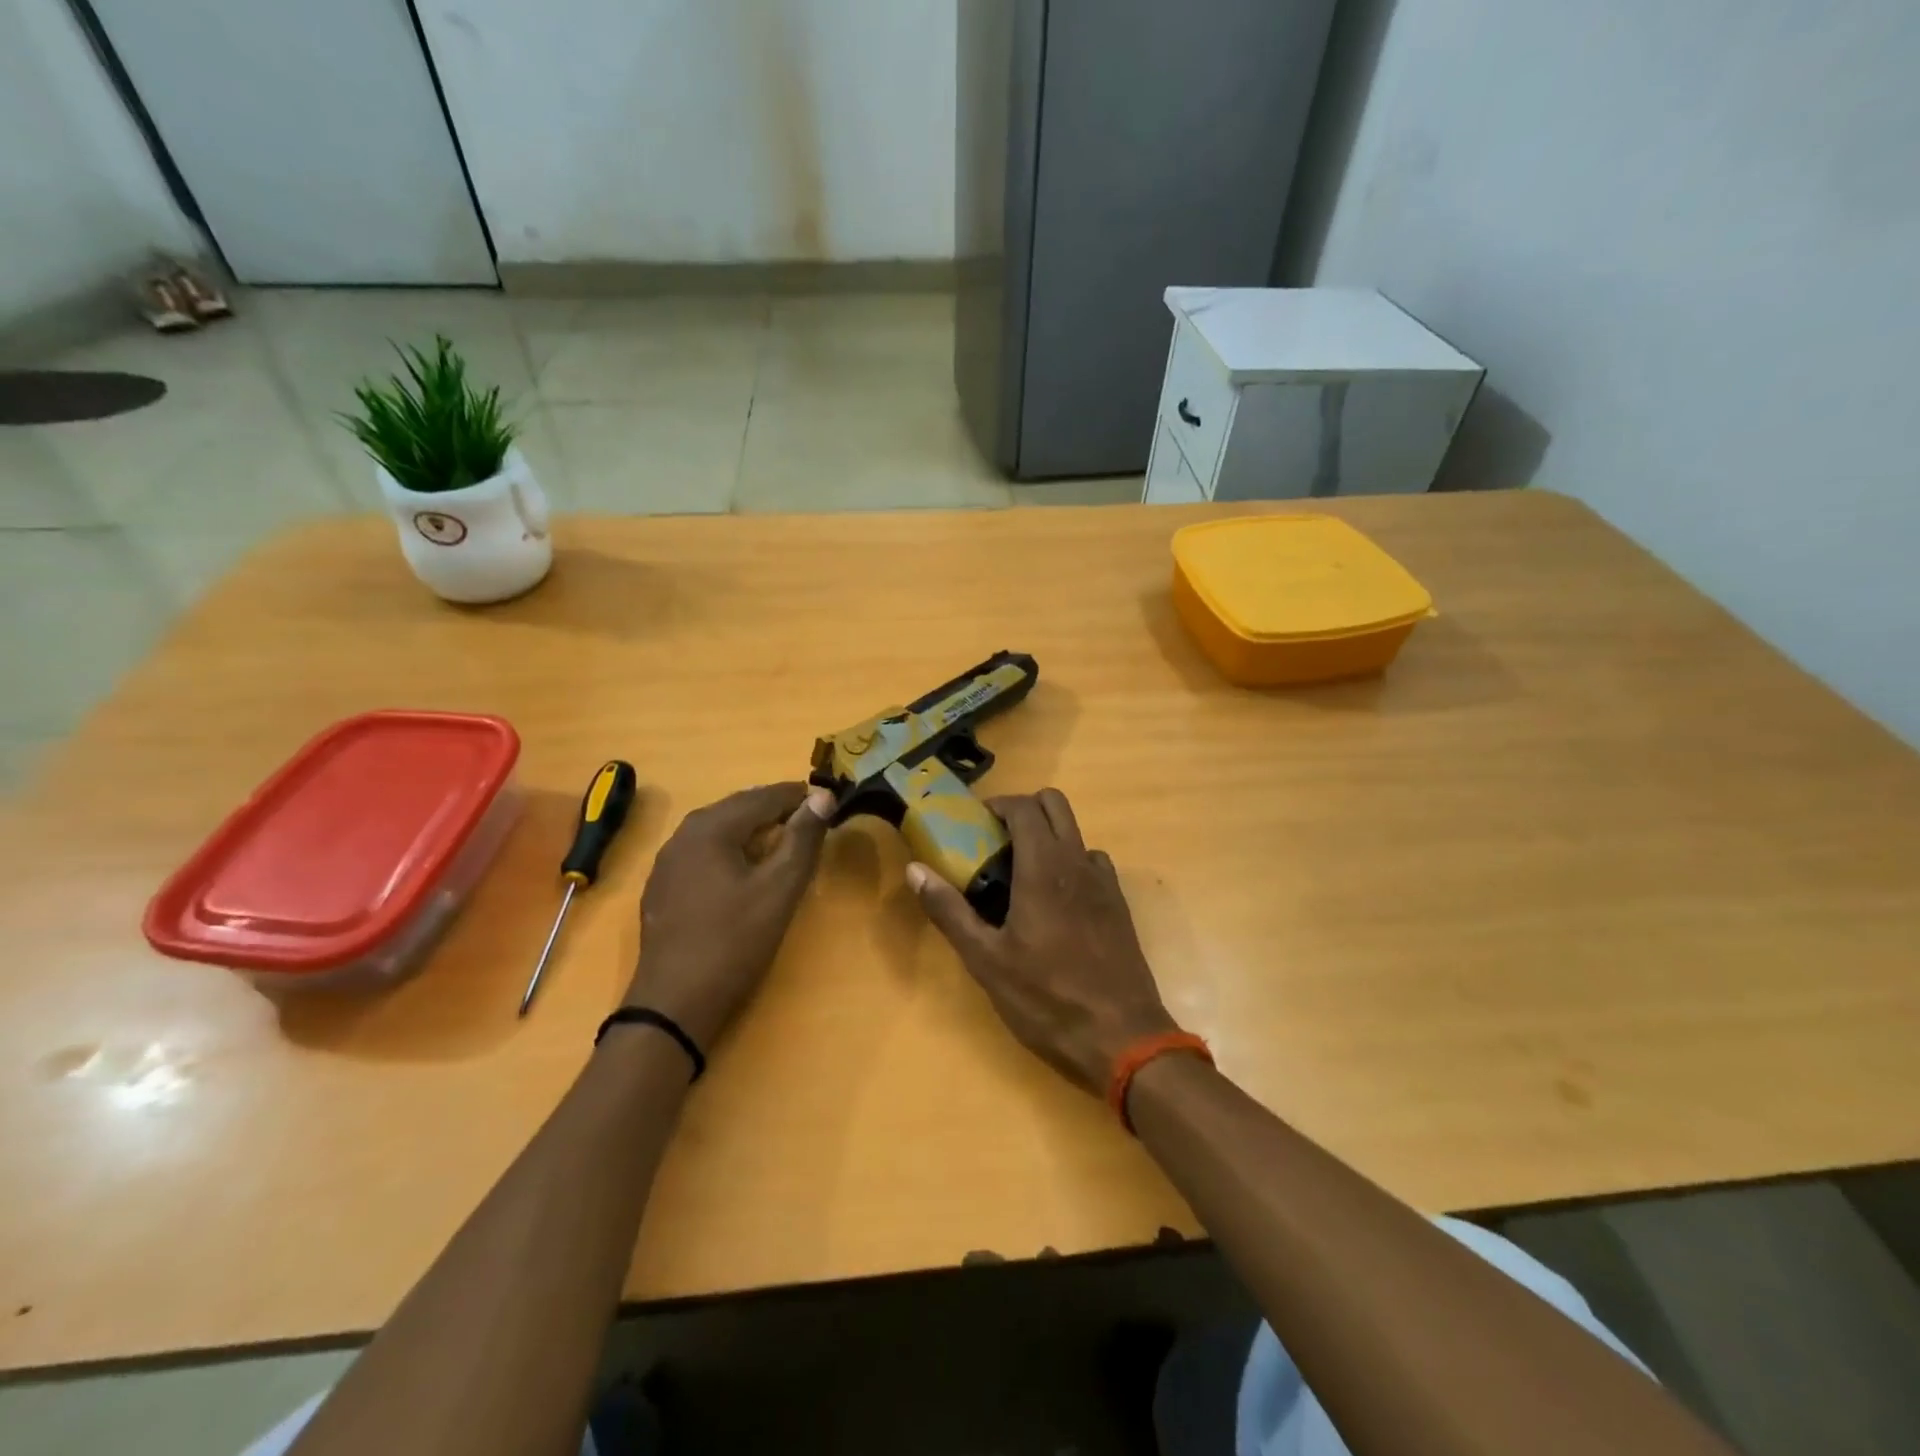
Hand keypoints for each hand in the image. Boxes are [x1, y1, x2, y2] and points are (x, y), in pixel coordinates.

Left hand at [624, 782, 833, 1049]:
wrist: (674, 1003)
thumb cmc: (734, 941)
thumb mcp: (780, 889)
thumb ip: (803, 839)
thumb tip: (823, 796)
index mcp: (711, 827)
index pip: (764, 796)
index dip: (800, 796)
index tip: (829, 800)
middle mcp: (684, 833)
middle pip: (739, 807)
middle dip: (776, 808)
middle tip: (811, 819)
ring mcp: (668, 860)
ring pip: (720, 829)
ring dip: (754, 828)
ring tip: (785, 840)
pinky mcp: (663, 886)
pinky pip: (705, 851)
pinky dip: (732, 848)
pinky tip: (746, 869)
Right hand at [905, 788, 1178, 1094]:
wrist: (1122, 1037)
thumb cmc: (1046, 998)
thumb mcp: (986, 960)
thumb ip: (950, 910)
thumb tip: (915, 869)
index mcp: (1043, 867)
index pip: (1024, 807)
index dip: (997, 805)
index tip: (975, 824)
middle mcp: (1077, 862)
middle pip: (1055, 804)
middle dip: (1024, 809)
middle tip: (996, 841)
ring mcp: (1104, 882)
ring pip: (1075, 833)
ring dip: (1048, 836)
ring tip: (1021, 873)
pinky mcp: (1119, 905)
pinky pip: (1093, 864)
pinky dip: (1071, 864)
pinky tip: (1055, 902)